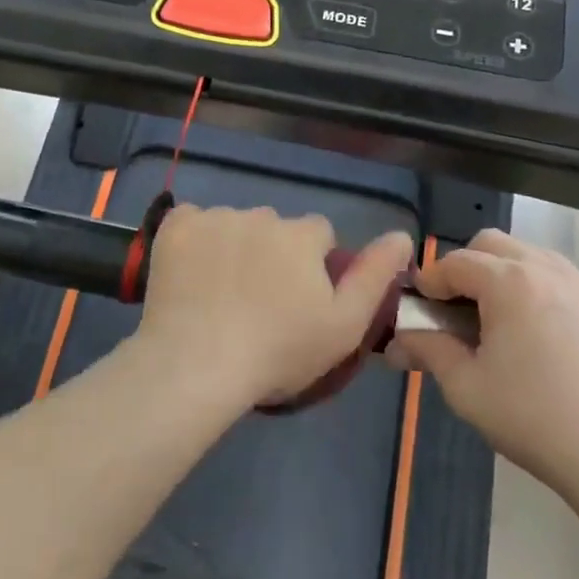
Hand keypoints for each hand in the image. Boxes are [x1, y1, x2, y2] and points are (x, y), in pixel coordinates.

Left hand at [140, 205, 414, 409]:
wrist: (197, 364)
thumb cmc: (279, 351)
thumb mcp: (344, 325)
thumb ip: (375, 276)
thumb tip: (402, 235)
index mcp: (302, 234)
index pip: (318, 234)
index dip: (312, 266)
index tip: (298, 302)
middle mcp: (261, 214)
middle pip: (274, 228)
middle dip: (272, 254)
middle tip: (258, 302)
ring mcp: (215, 217)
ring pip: (234, 225)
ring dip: (233, 247)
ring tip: (220, 296)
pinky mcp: (176, 226)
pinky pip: (192, 222)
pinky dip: (194, 242)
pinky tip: (190, 276)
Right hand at [388, 229, 578, 491]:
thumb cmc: (533, 419)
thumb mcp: (466, 388)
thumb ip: (429, 351)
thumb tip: (397, 341)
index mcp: (508, 282)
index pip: (456, 262)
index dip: (431, 280)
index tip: (422, 304)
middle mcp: (549, 270)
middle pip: (495, 243)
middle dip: (470, 266)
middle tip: (463, 308)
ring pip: (537, 258)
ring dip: (512, 276)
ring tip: (509, 321)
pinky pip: (574, 286)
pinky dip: (552, 297)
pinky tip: (556, 342)